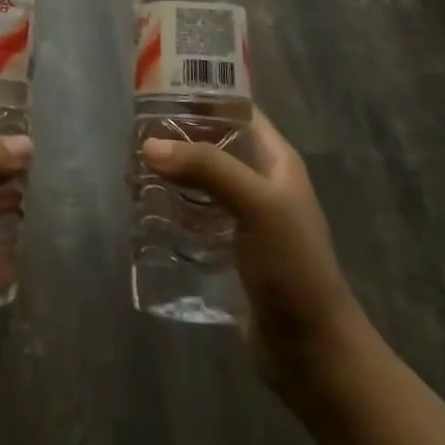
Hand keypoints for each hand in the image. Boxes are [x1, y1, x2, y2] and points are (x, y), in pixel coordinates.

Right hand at [142, 109, 364, 403]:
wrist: (312, 352)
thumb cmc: (293, 267)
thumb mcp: (257, 206)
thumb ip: (208, 168)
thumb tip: (150, 145)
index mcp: (276, 160)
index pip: (237, 110)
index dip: (203, 96)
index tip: (158, 92)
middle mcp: (260, 181)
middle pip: (213, 144)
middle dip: (177, 138)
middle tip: (134, 137)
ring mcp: (245, 218)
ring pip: (200, 181)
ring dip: (171, 175)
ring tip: (132, 173)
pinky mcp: (229, 250)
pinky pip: (195, 217)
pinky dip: (172, 209)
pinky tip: (145, 212)